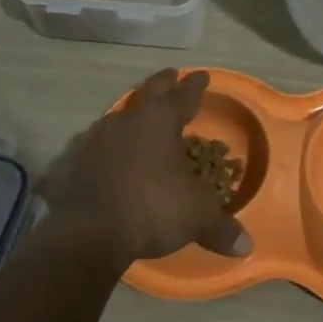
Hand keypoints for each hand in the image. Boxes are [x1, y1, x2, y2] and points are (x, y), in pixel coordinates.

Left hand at [62, 69, 252, 264]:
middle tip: (172, 75)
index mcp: (160, 121)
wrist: (89, 233)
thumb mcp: (197, 216)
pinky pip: (98, 144)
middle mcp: (127, 121)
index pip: (183, 95)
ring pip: (120, 115)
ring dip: (133, 113)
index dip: (195, 86)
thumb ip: (221, 226)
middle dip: (163, 84)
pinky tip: (111, 152)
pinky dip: (110, 144)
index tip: (202, 76)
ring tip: (140, 115)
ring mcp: (97, 139)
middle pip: (148, 93)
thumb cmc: (153, 208)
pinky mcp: (76, 162)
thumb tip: (246, 246)